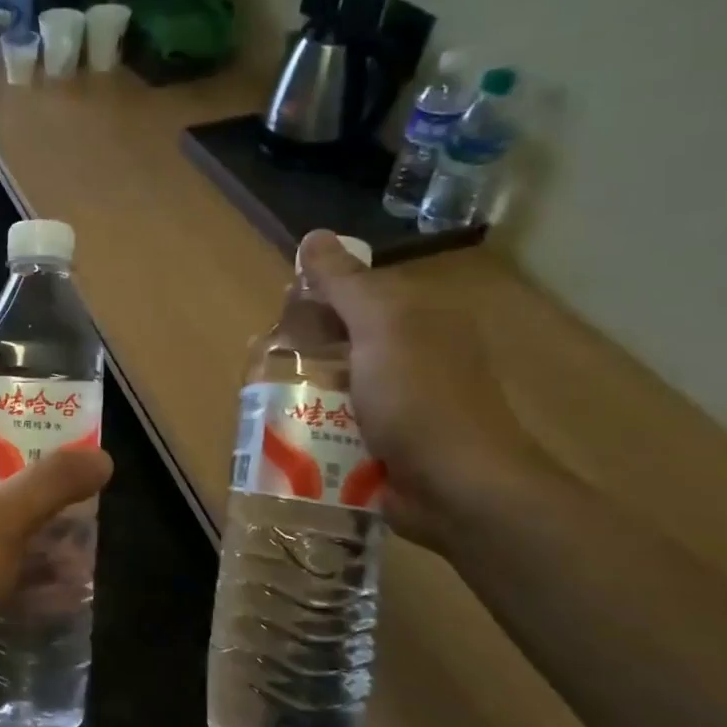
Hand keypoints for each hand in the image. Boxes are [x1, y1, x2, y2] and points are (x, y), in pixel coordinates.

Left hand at [0, 432, 111, 726]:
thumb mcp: (2, 518)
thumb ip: (52, 482)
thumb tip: (100, 457)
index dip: (19, 437)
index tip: (63, 446)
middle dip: (44, 501)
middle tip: (86, 507)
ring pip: (4, 539)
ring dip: (43, 547)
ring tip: (85, 558)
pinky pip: (0, 579)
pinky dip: (30, 583)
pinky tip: (67, 596)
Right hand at [297, 230, 546, 547]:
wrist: (459, 491)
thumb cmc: (419, 400)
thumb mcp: (380, 327)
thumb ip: (345, 284)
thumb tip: (314, 235)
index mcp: (420, 319)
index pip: (358, 293)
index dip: (317, 298)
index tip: (280, 317)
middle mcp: (415, 355)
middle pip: (344, 339)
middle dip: (304, 349)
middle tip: (266, 364)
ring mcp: (403, 403)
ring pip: (339, 384)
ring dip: (305, 391)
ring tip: (268, 403)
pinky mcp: (390, 444)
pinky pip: (342, 424)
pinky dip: (317, 426)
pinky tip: (289, 434)